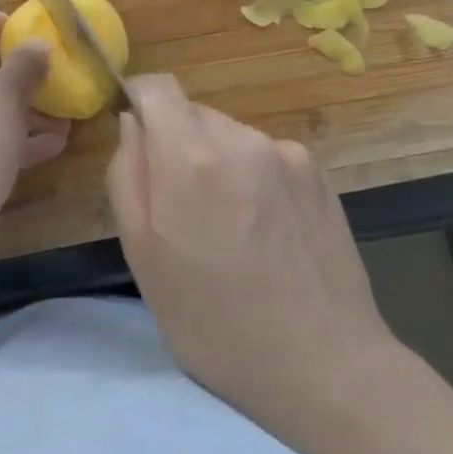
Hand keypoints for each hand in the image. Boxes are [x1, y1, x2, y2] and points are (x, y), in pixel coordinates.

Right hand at [107, 76, 403, 446]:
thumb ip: (126, 175)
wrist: (326, 366)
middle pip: (192, 113)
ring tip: (231, 226)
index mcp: (190, 158)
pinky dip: (253, 176)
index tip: (137, 138)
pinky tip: (266, 229)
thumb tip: (131, 122)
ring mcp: (285, 153)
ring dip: (217, 161)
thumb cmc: (214, 322)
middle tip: (184, 209)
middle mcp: (240, 139)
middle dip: (177, 145)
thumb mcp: (142, 257)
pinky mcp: (317, 171)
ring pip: (229, 134)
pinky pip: (265, 154)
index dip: (139, 101)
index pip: (157, 87)